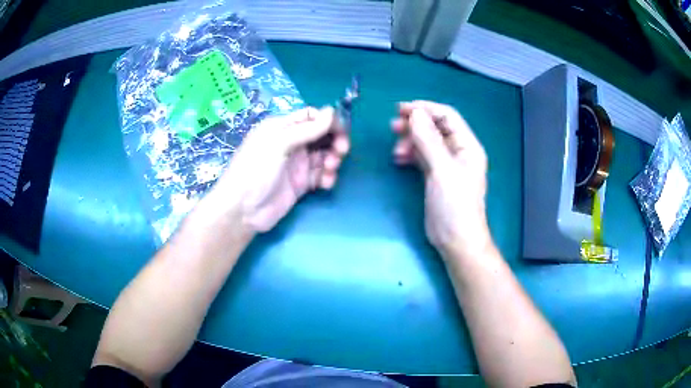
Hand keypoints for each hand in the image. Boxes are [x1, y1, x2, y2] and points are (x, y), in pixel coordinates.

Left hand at [212, 107, 348, 232]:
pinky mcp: (302, 183)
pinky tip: (325, 183)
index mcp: (282, 127)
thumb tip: (332, 111)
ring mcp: (297, 164)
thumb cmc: (255, 170)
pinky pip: (321, 175)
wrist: (242, 211)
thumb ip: (306, 129)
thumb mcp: (278, 144)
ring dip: (333, 159)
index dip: (328, 121)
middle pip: (321, 135)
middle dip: (335, 140)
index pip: (311, 116)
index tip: (341, 129)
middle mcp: (291, 142)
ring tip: (330, 168)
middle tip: (341, 150)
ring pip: (324, 155)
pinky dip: (328, 177)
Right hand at [391, 101, 490, 258]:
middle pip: (435, 127)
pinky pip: (422, 156)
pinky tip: (399, 159)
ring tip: (395, 149)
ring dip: (410, 140)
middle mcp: (458, 151)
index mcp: (467, 145)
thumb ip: (428, 140)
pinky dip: (410, 154)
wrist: (455, 239)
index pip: (447, 116)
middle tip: (393, 126)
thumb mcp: (442, 170)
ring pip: (426, 142)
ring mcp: (446, 164)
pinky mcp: (436, 176)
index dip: (425, 109)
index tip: (402, 109)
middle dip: (415, 124)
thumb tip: (415, 113)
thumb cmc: (454, 205)